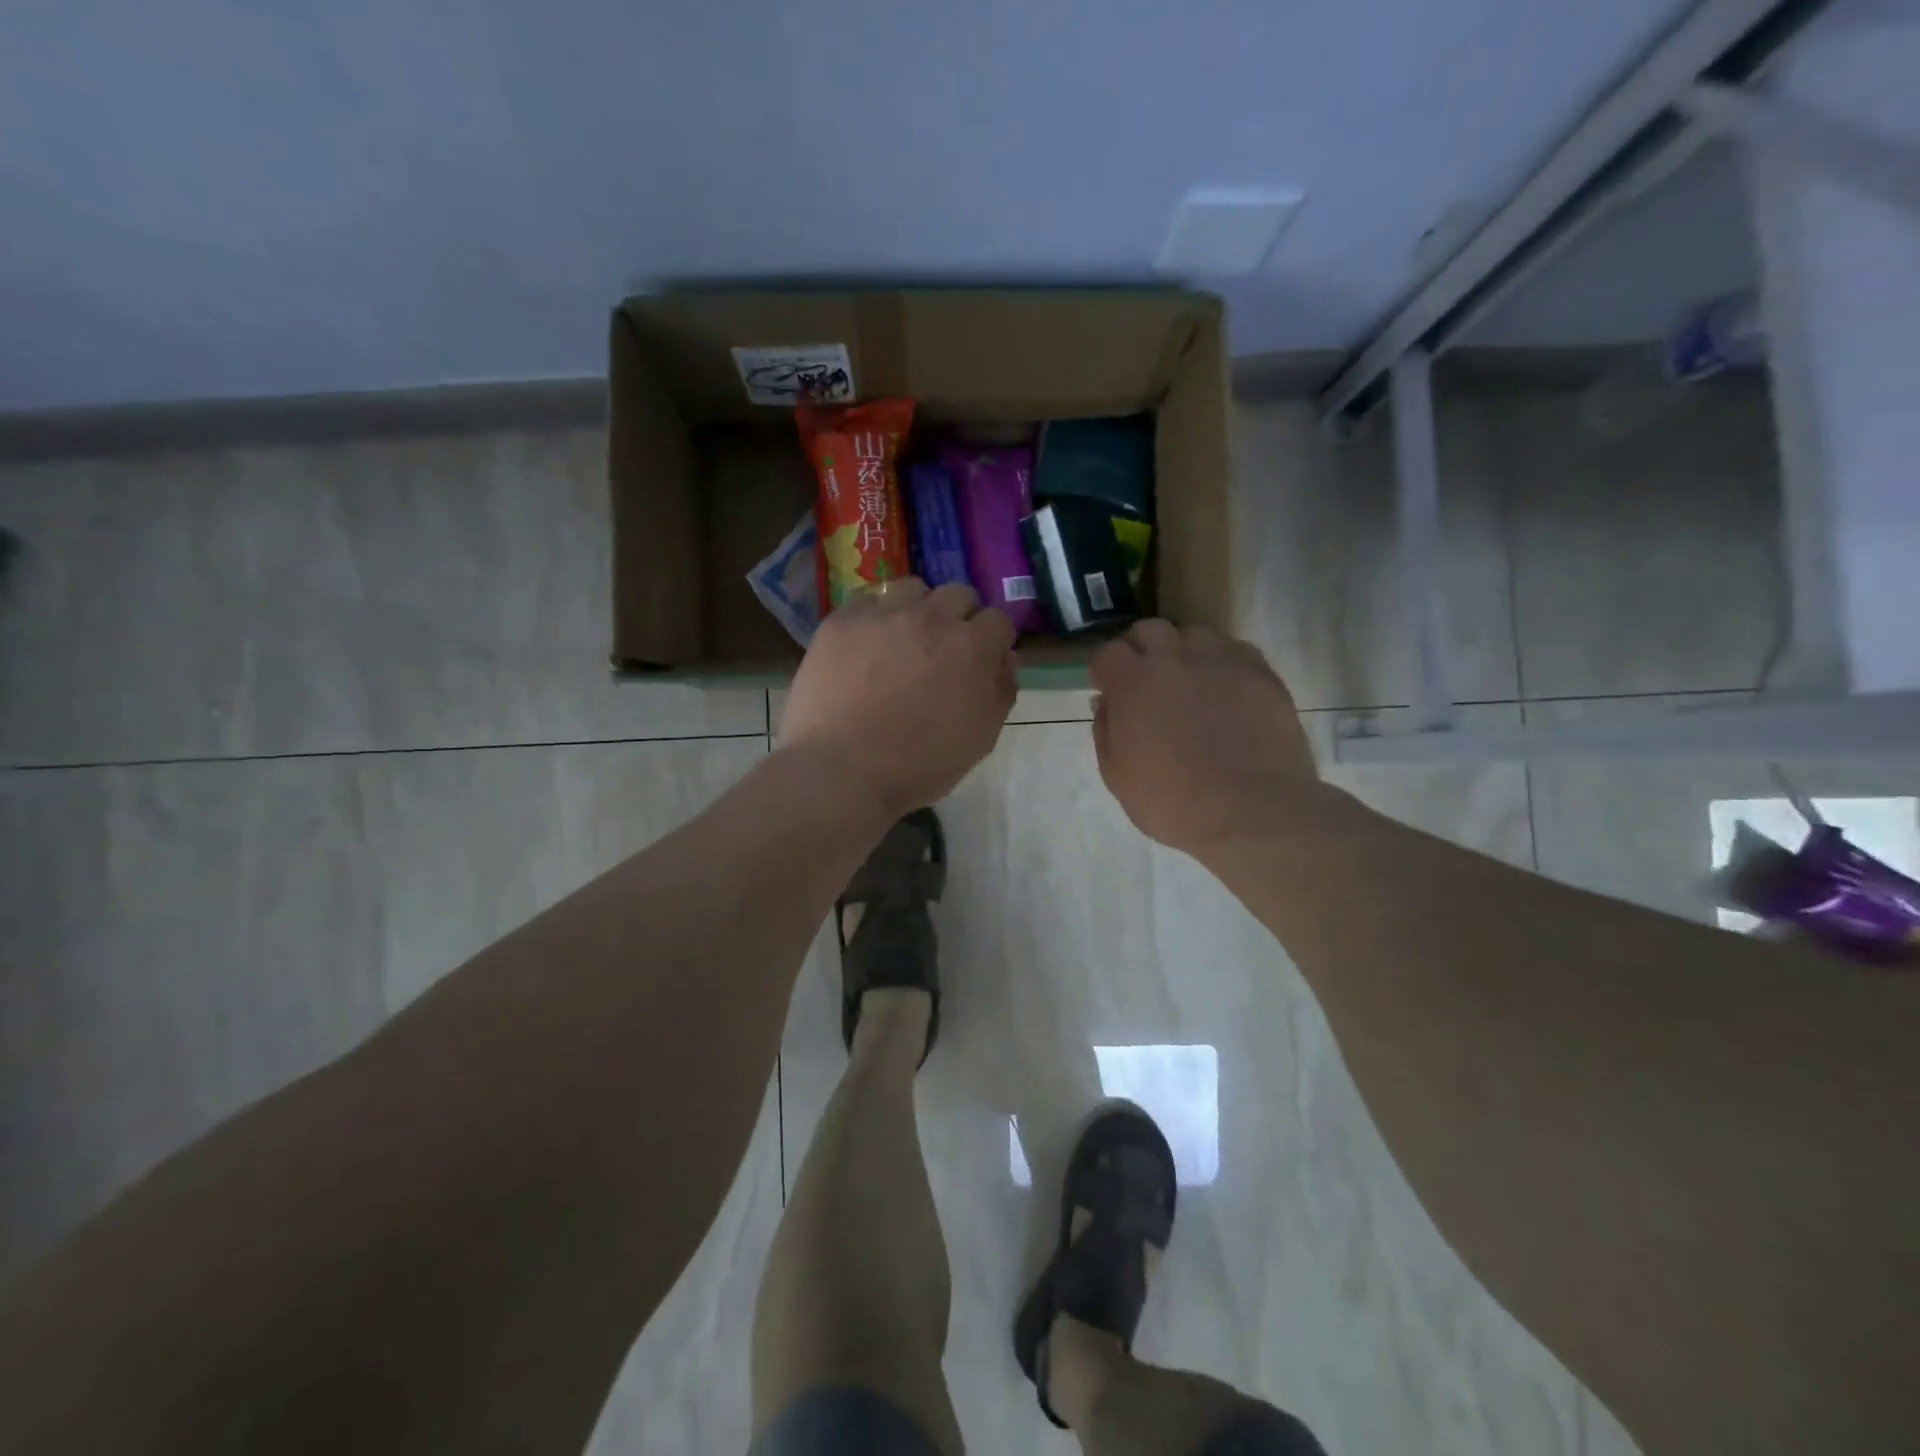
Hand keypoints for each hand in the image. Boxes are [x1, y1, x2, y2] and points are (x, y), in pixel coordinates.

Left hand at [780, 581, 1016, 819]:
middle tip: (943, 652)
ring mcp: (882, 615)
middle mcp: (930, 618)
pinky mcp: (841, 621)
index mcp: (971, 647)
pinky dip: (875, 619)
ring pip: (912, 589)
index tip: (981, 662)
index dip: (993, 642)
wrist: (840, 771)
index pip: (998, 620)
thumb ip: (1000, 691)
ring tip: (902, 642)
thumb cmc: (918, 764)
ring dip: (917, 610)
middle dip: (959, 618)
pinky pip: (867, 602)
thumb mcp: (980, 738)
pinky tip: (866, 647)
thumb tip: (1004, 659)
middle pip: (958, 594)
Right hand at [1091, 621, 1327, 858]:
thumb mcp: (1118, 777)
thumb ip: (1105, 732)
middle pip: (1149, 630)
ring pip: (1194, 634)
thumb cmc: (1173, 802)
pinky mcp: (1260, 672)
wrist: (1251, 811)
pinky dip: (1223, 663)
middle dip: (1141, 650)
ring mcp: (1220, 661)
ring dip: (1184, 652)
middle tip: (1147, 682)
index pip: (1107, 653)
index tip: (1109, 690)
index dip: (1105, 671)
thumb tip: (1105, 703)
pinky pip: (1235, 650)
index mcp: (1132, 683)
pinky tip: (1227, 691)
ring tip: (1191, 683)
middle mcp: (1173, 658)